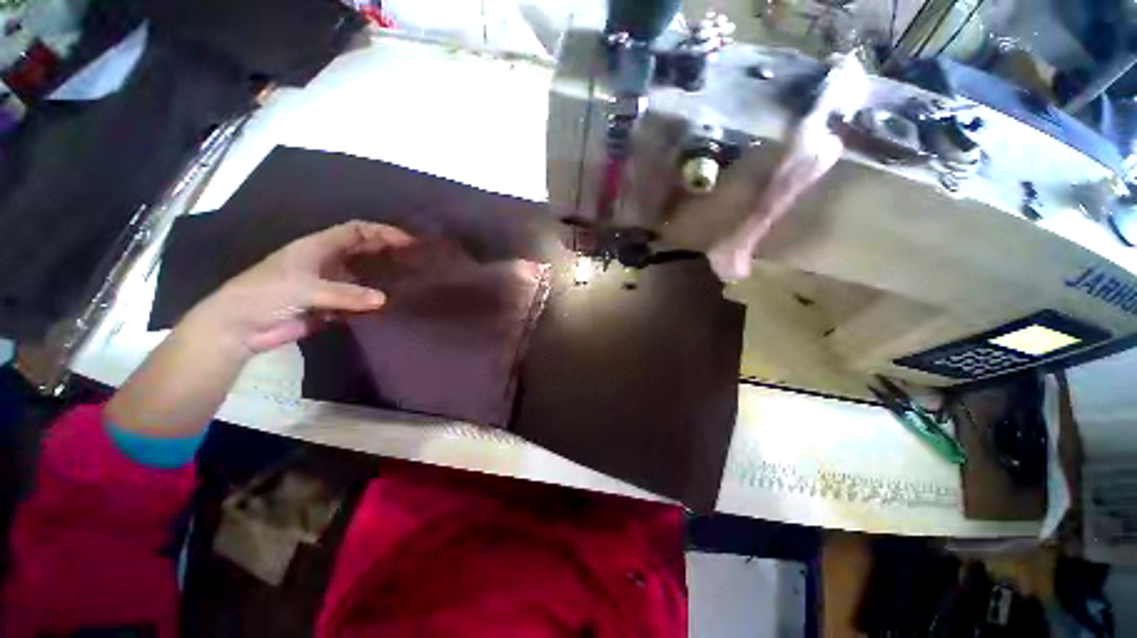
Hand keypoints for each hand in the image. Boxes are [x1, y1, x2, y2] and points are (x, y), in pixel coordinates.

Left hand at [184, 221, 415, 356]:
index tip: (408, 241)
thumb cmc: (265, 295)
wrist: (240, 327)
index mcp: (318, 247)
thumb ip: (345, 294)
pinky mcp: (330, 304)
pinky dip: (372, 301)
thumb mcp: (304, 288)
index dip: (382, 232)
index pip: (356, 231)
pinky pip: (357, 299)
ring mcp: (329, 283)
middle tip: (415, 260)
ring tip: (409, 281)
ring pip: (363, 276)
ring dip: (382, 277)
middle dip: (387, 252)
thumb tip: (384, 299)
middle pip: (363, 251)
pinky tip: (389, 303)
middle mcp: (327, 261)